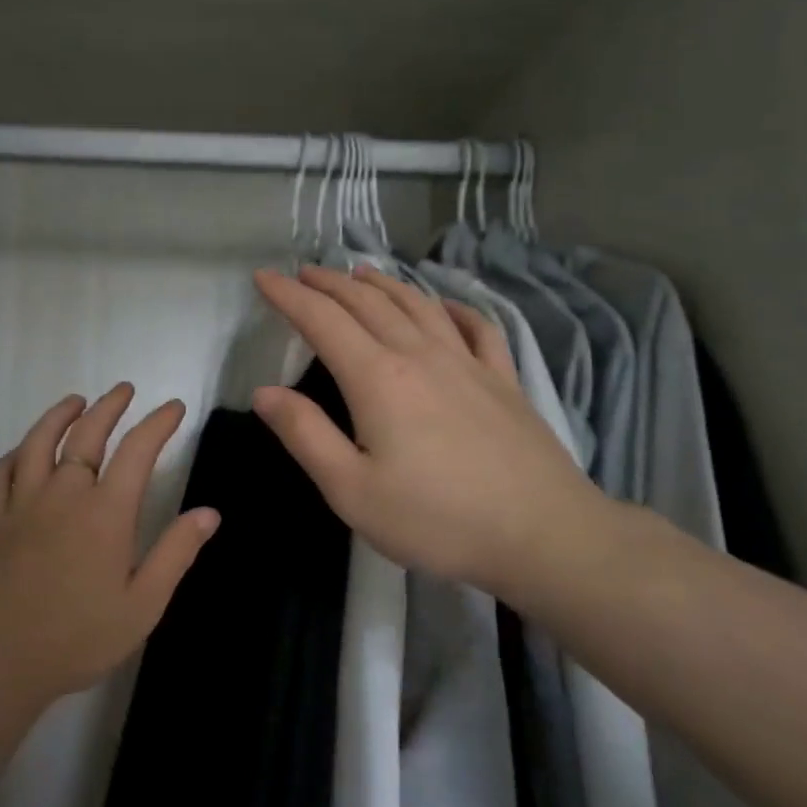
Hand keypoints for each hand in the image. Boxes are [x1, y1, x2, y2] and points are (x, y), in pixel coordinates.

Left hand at [0, 384, 220, 706]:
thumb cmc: (77, 638)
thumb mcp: (142, 605)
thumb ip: (175, 554)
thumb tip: (209, 512)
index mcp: (105, 513)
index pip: (137, 451)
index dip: (158, 423)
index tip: (174, 407)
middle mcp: (63, 495)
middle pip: (86, 435)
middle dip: (110, 406)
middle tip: (125, 389)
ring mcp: (21, 505)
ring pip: (39, 443)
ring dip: (59, 415)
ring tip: (75, 400)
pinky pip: (0, 473)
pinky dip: (16, 453)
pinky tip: (24, 451)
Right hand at [251, 266, 612, 602]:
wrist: (542, 534)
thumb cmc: (436, 519)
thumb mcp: (351, 490)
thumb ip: (305, 435)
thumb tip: (264, 393)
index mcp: (377, 378)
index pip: (323, 321)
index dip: (289, 296)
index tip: (264, 277)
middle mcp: (421, 355)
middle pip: (368, 303)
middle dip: (330, 283)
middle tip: (304, 272)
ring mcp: (468, 363)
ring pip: (418, 305)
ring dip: (383, 284)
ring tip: (361, 273)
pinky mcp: (504, 380)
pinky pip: (476, 327)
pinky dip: (452, 307)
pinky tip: (444, 305)